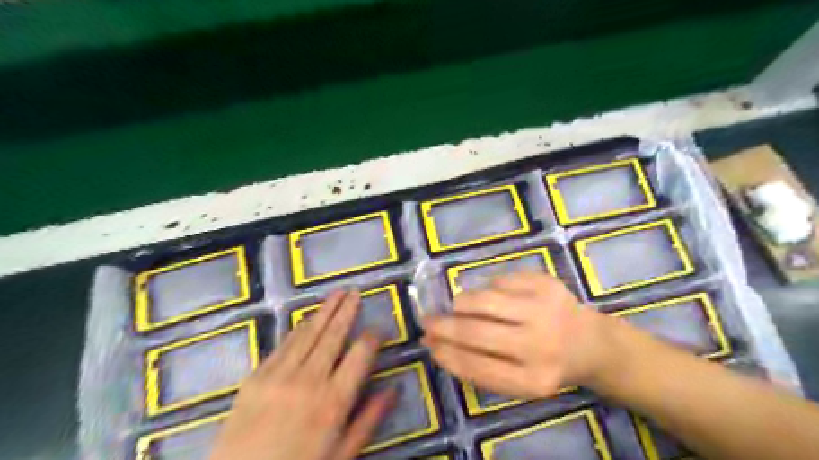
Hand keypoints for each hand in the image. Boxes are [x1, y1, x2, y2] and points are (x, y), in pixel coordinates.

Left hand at [209, 293, 393, 458]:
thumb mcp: (342, 454)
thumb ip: (369, 419)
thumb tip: (394, 389)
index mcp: (334, 401)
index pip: (360, 355)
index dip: (372, 338)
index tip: (378, 329)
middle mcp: (309, 380)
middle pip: (334, 335)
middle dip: (347, 311)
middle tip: (356, 292)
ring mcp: (279, 375)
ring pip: (308, 333)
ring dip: (325, 311)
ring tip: (337, 294)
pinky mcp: (256, 377)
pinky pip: (283, 344)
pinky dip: (298, 329)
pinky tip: (307, 319)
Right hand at [423, 273, 607, 399]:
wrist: (591, 343)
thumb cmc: (547, 364)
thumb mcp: (519, 381)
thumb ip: (480, 367)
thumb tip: (437, 343)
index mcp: (532, 381)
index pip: (475, 367)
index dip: (446, 354)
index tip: (428, 344)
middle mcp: (539, 346)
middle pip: (476, 333)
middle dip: (444, 326)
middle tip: (427, 320)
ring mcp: (544, 311)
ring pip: (484, 301)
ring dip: (461, 303)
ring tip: (456, 306)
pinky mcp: (546, 284)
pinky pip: (500, 281)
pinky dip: (486, 287)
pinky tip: (488, 295)